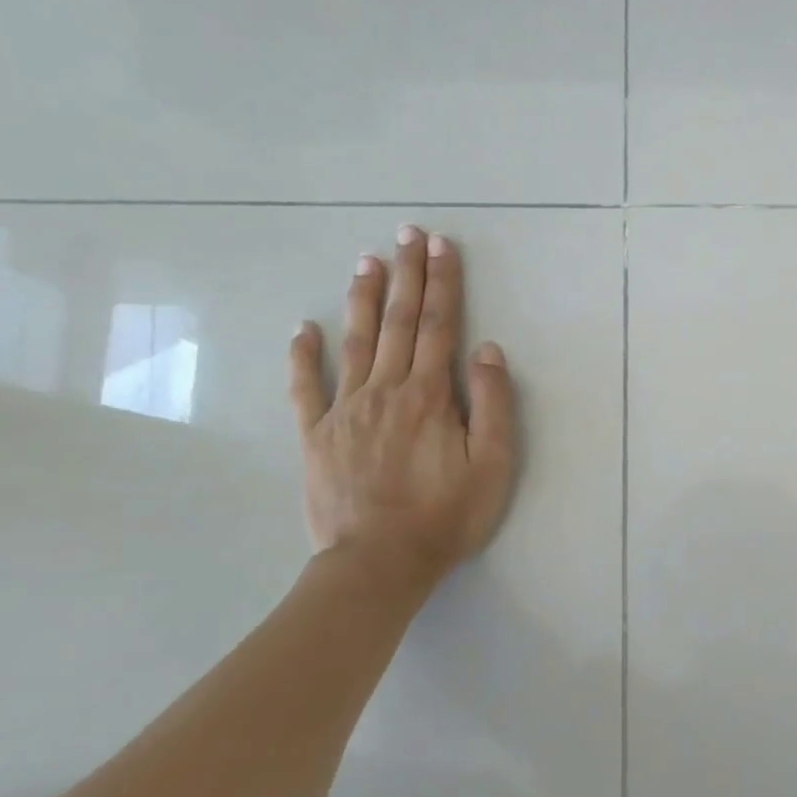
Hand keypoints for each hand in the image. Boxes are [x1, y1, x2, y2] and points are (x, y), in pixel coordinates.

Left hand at [287, 227, 517, 586]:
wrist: (378, 563)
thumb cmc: (447, 514)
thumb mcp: (493, 463)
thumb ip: (492, 403)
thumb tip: (486, 350)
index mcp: (430, 395)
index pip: (440, 327)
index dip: (443, 284)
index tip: (442, 246)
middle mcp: (386, 390)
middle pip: (399, 322)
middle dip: (406, 275)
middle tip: (407, 233)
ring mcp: (345, 410)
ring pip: (355, 342)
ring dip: (363, 299)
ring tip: (367, 260)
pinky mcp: (316, 435)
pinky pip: (306, 387)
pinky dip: (303, 355)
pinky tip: (302, 328)